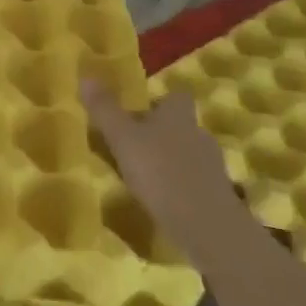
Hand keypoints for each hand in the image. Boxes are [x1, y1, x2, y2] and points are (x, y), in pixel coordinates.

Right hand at [80, 80, 245, 258]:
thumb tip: (86, 77)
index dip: (160, 100)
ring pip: (188, 154)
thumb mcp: (122, 138)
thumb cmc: (161, 173)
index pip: (175, 96)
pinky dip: (180, 186)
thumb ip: (104, 109)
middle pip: (181, 125)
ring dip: (170, 161)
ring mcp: (213, 167)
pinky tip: (163, 200)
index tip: (140, 109)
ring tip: (145, 175)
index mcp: (178, 115)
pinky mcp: (219, 197)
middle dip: (161, 132)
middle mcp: (199, 134)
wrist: (208, 228)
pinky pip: (195, 182)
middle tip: (133, 143)